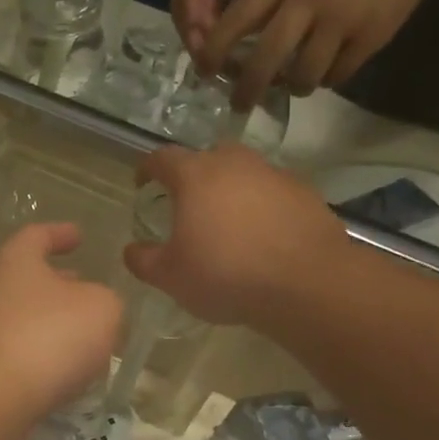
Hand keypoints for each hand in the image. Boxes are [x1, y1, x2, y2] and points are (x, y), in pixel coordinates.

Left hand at [0, 223, 123, 419]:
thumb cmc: (49, 337)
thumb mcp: (101, 309)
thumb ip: (105, 300)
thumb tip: (93, 307)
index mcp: (14, 260)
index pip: (37, 235)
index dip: (61, 234)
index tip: (79, 236)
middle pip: (26, 277)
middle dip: (58, 281)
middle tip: (84, 285)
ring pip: (22, 315)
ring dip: (51, 320)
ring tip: (83, 333)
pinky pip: (16, 350)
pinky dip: (40, 352)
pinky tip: (64, 368)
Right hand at [122, 147, 337, 326]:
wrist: (306, 283)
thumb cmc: (226, 274)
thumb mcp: (171, 277)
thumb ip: (144, 260)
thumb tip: (131, 250)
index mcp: (195, 176)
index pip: (162, 158)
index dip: (147, 168)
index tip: (142, 183)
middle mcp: (235, 164)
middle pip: (208, 157)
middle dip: (194, 174)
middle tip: (188, 202)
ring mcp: (275, 175)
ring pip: (244, 172)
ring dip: (232, 189)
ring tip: (228, 222)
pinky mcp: (306, 193)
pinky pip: (274, 192)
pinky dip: (263, 206)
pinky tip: (263, 236)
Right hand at [171, 0, 308, 56]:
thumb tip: (262, 3)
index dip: (194, 14)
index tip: (206, 42)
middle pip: (180, 3)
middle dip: (192, 35)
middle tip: (210, 64)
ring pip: (187, 11)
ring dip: (198, 38)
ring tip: (216, 65)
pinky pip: (201, 11)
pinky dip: (208, 32)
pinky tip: (226, 51)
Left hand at [199, 0, 434, 109]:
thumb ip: (262, 8)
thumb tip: (229, 61)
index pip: (234, 22)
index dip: (214, 52)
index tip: (205, 73)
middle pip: (264, 61)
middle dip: (247, 90)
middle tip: (240, 104)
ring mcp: (338, 19)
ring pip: (302, 76)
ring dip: (296, 86)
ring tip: (296, 82)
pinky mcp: (367, 37)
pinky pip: (335, 77)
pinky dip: (328, 79)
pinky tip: (329, 68)